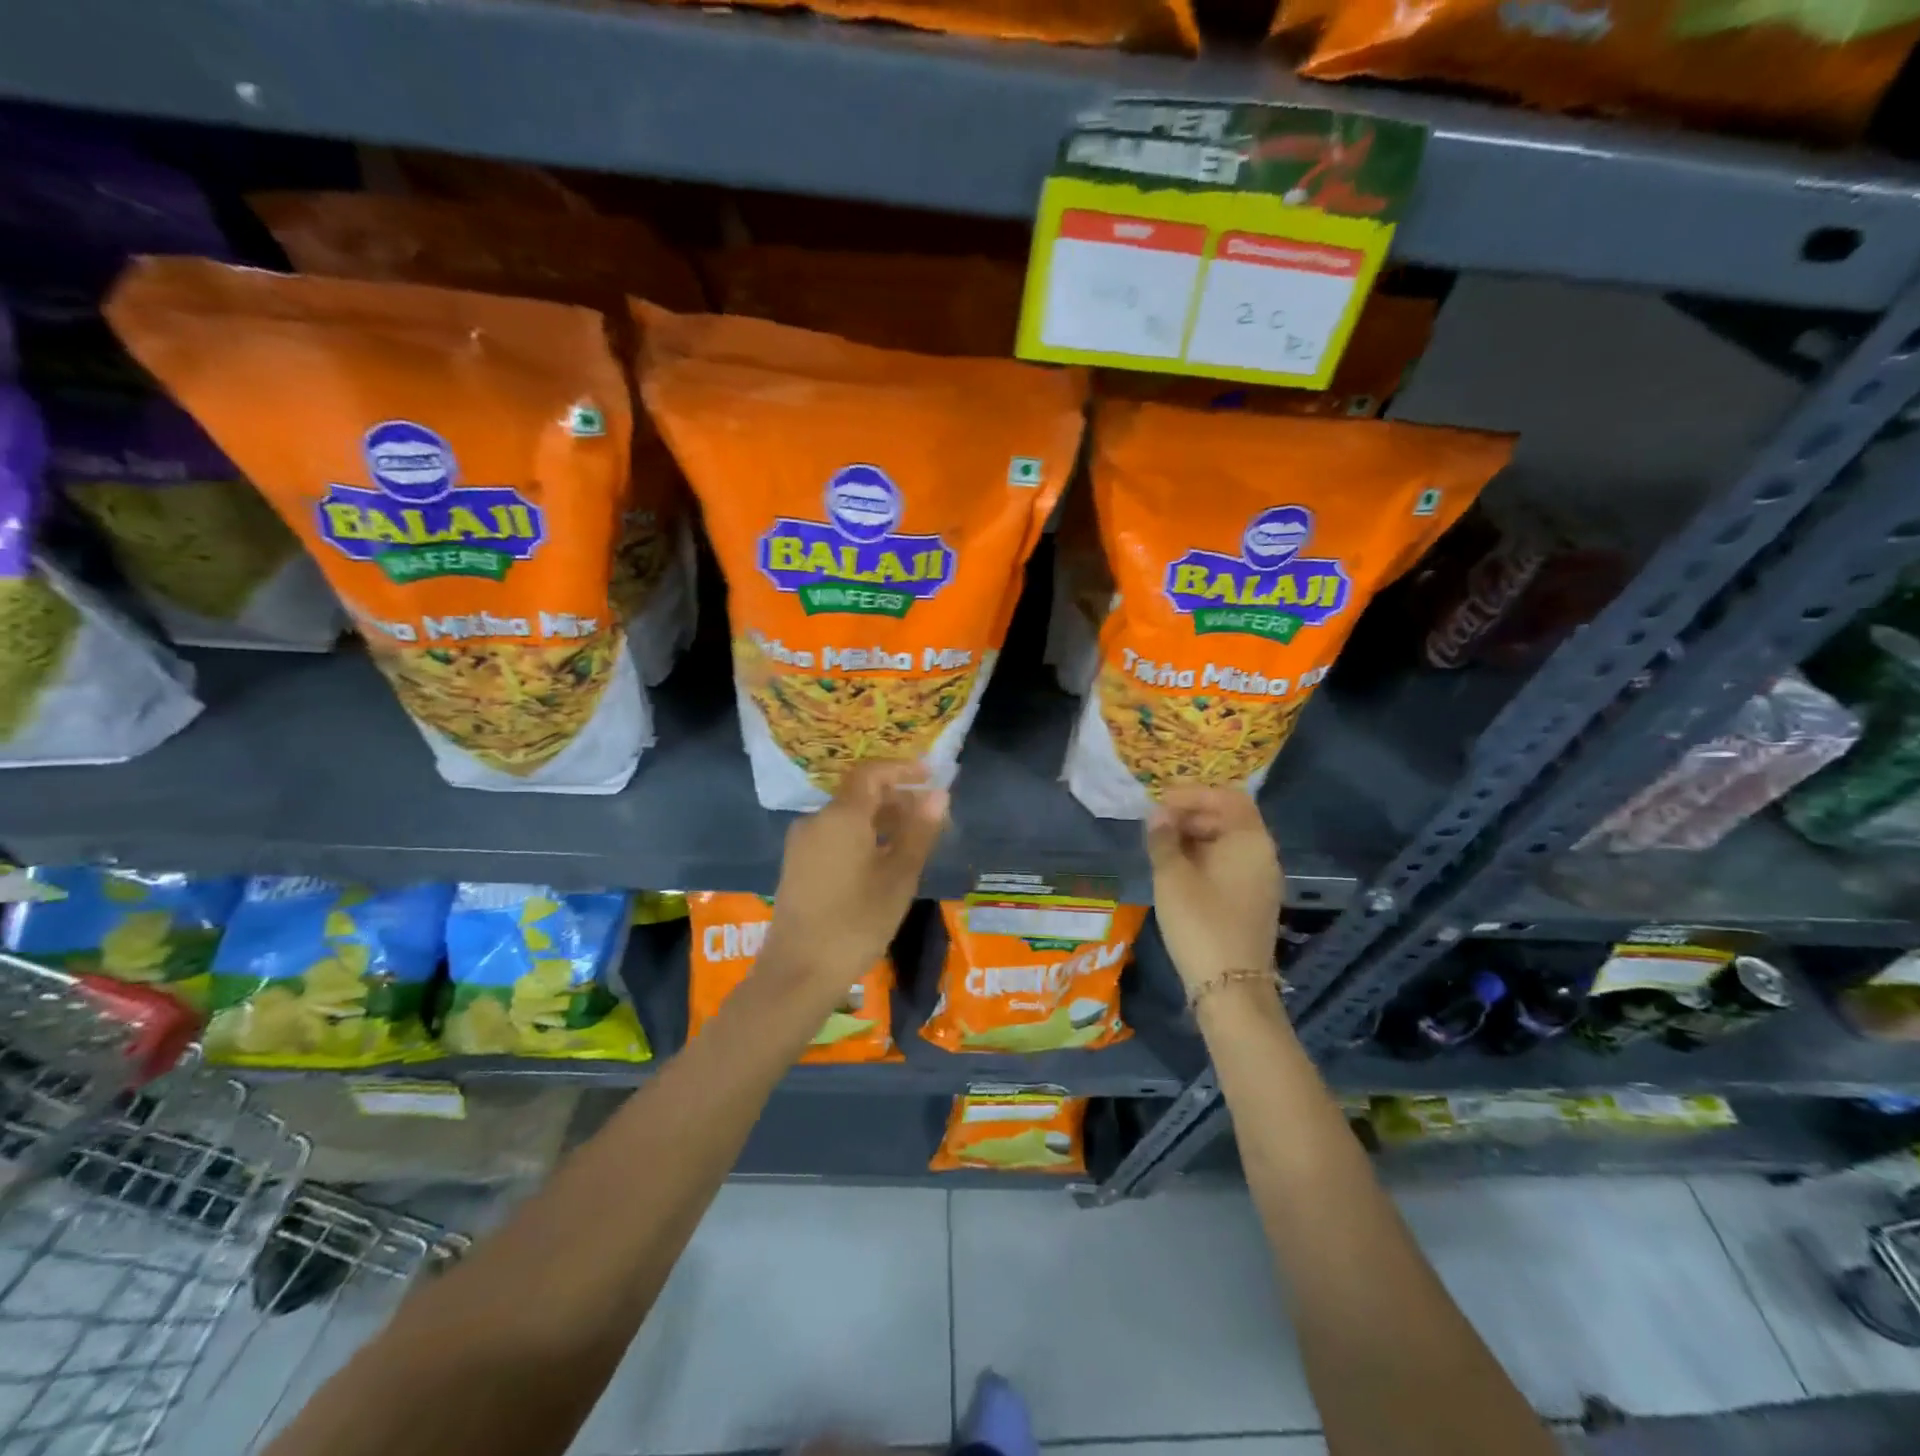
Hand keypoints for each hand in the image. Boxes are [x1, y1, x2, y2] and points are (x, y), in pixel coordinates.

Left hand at [760, 762, 948, 992]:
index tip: (931, 776)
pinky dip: (861, 837)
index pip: (871, 773)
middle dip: (896, 798)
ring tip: (911, 842)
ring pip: (847, 817)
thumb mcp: (899, 877)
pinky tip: (881, 862)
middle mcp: (816, 820)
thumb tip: (938, 795)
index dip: (902, 770)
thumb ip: (919, 832)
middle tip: (929, 817)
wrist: (798, 972)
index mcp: (841, 816)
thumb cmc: (856, 922)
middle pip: (859, 795)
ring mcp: (802, 844)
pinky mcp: (797, 866)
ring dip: (880, 820)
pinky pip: (834, 836)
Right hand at [1145, 787, 1283, 992]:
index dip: (1192, 794)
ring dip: (1196, 837)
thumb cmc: (1199, 922)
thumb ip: (1163, 839)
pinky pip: (1230, 864)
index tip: (1159, 802)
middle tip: (1156, 824)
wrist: (1230, 987)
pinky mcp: (1253, 900)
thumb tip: (1159, 815)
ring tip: (1161, 846)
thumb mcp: (1172, 875)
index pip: (1226, 797)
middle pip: (1229, 818)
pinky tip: (1177, 870)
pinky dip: (1205, 857)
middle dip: (1191, 814)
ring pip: (1228, 843)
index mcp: (1250, 840)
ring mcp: (1261, 880)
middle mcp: (1263, 854)